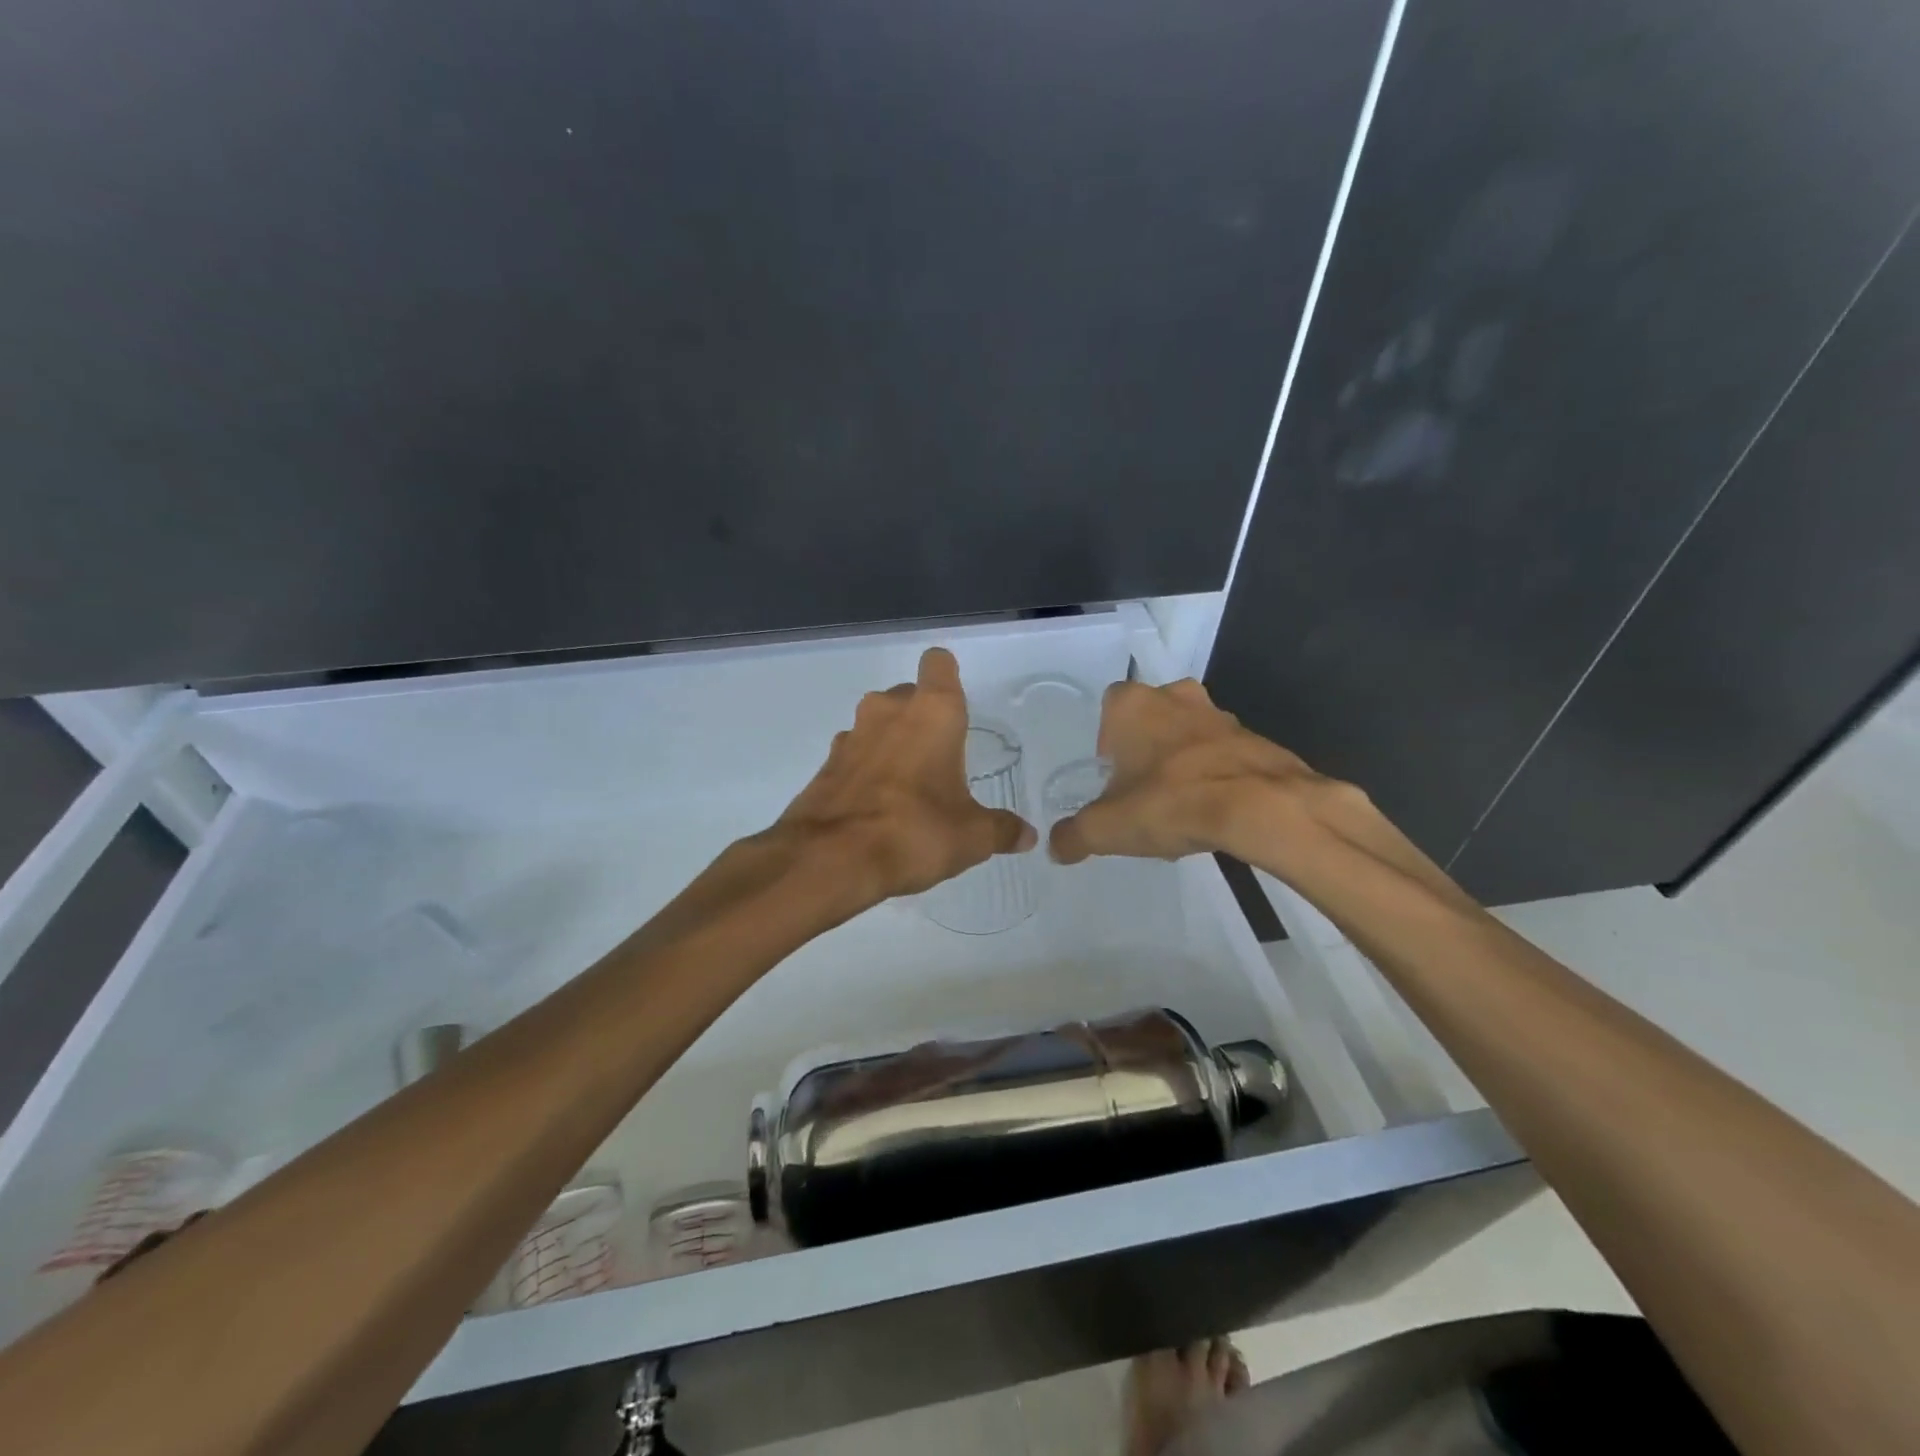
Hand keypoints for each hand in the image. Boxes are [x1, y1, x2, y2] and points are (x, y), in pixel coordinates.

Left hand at [773, 647, 1036, 903]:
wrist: (830, 859)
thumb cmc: (914, 831)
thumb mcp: (971, 837)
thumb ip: (1001, 830)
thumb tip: (1027, 836)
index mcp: (933, 712)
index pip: (938, 664)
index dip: (948, 676)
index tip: (958, 706)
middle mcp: (889, 710)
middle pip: (909, 695)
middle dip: (924, 718)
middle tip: (942, 759)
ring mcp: (852, 734)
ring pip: (879, 723)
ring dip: (894, 744)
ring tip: (911, 788)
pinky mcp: (827, 764)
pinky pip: (856, 754)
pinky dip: (868, 770)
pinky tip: (879, 808)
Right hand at [1048, 678, 1335, 865]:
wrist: (1259, 806)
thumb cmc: (1169, 802)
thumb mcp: (1107, 828)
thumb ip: (1074, 836)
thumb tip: (1056, 848)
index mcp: (1132, 704)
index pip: (1108, 709)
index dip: (1107, 744)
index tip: (1113, 779)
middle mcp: (1175, 696)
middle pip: (1150, 719)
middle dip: (1145, 751)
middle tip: (1142, 792)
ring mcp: (1219, 714)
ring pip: (1188, 734)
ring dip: (1181, 762)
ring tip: (1180, 808)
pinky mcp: (1254, 738)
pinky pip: (1222, 754)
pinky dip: (1214, 776)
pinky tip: (1213, 813)